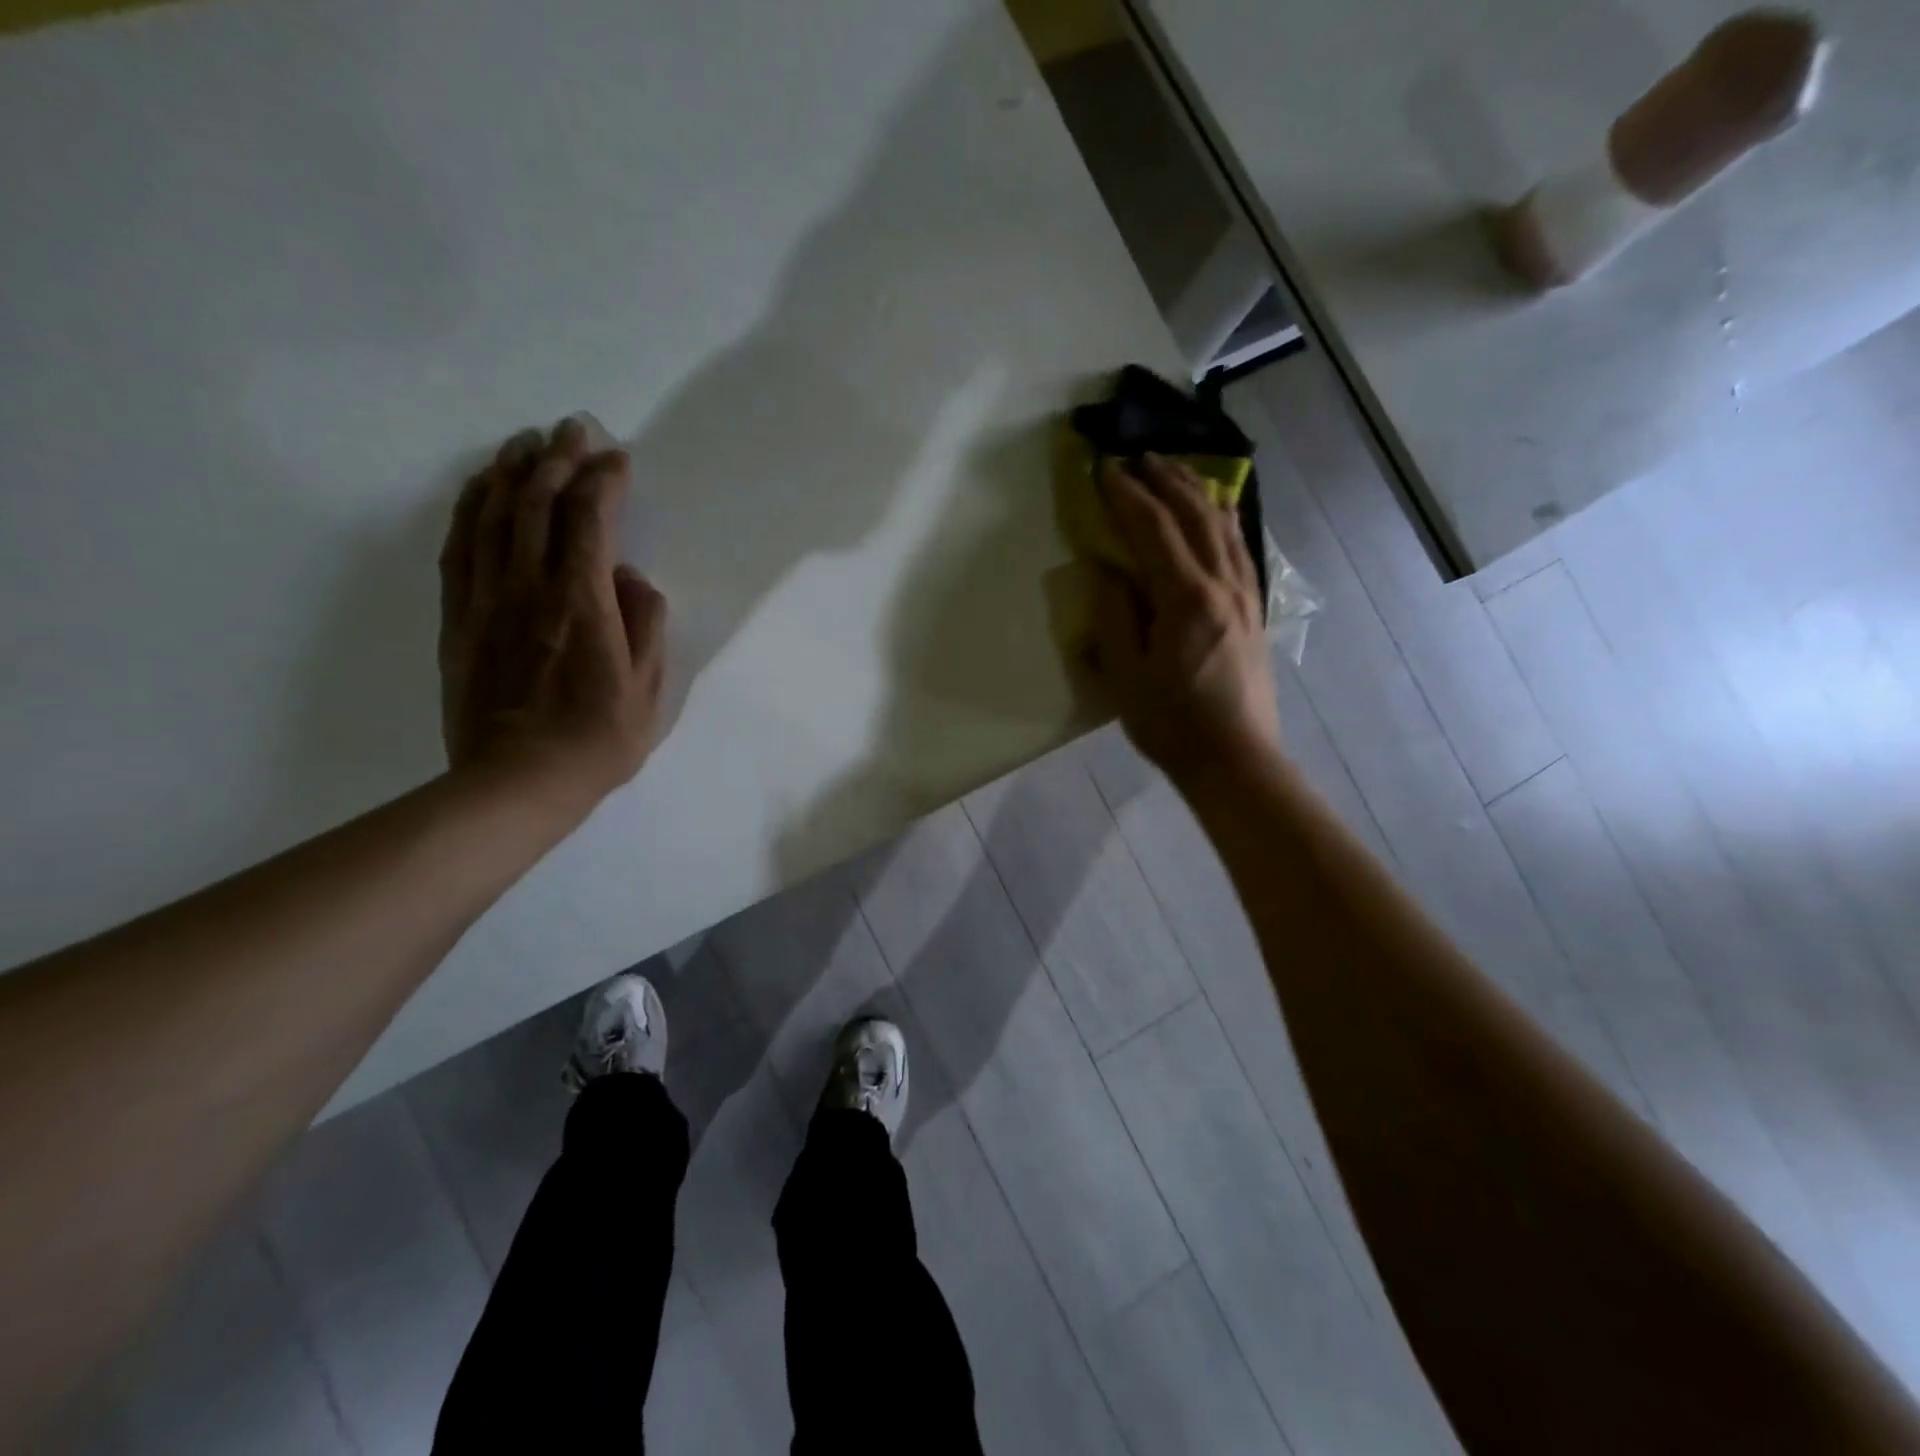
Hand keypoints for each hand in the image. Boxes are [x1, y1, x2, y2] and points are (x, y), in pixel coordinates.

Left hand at [438, 419, 667, 806]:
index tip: (618, 458)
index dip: (603, 480)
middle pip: (537, 503)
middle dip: (557, 458)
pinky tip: (480, 489)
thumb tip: (632, 580)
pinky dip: (470, 507)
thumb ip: (646, 626)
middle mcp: (530, 587)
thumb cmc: (595, 740)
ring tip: (526, 442)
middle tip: (573, 428)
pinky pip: (459, 546)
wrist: (515, 782)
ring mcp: (486, 599)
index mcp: (582, 603)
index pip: (590, 520)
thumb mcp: (647, 691)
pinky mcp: (459, 617)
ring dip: (510, 471)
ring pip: (493, 515)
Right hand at [1085, 454, 1281, 787]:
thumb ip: (1116, 617)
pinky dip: (1223, 520)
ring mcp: (1245, 596)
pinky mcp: (1254, 611)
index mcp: (1186, 599)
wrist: (1235, 759)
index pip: (1152, 531)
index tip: (1104, 470)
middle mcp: (1222, 585)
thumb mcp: (1126, 676)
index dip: (1127, 496)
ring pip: (1224, 526)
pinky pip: (1240, 549)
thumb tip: (1110, 573)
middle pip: (1194, 515)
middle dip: (1164, 480)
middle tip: (1138, 456)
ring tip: (1175, 470)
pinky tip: (1217, 514)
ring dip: (1196, 492)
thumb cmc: (1171, 723)